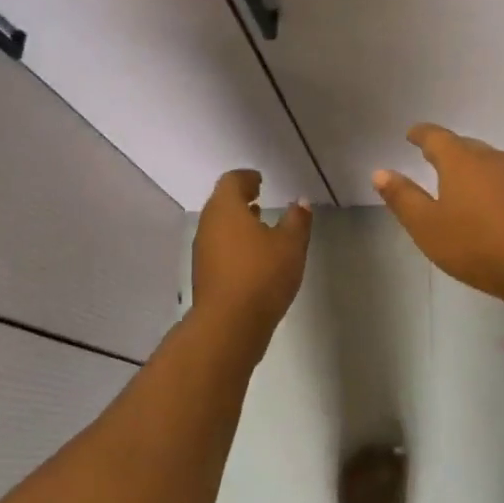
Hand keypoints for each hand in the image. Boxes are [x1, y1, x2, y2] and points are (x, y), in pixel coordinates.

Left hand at [190, 170, 312, 329]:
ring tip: (260, 227)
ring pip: (219, 226)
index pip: (231, 181)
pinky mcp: (204, 274)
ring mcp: (202, 251)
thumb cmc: (262, 275)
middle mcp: (208, 225)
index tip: (260, 181)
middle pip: (221, 202)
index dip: (246, 178)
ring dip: (237, 222)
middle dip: (240, 199)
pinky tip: (253, 257)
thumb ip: (297, 219)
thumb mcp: (290, 245)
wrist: (229, 325)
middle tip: (260, 199)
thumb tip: (300, 202)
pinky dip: (234, 243)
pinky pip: (219, 247)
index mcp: (226, 208)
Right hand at [372, 124, 503, 306]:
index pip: (436, 136)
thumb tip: (380, 172)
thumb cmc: (478, 246)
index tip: (411, 134)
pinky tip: (491, 200)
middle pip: (464, 146)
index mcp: (460, 161)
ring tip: (460, 179)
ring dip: (472, 166)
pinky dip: (492, 183)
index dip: (421, 134)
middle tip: (431, 157)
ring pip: (488, 161)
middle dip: (446, 149)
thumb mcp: (428, 227)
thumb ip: (403, 198)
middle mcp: (491, 158)